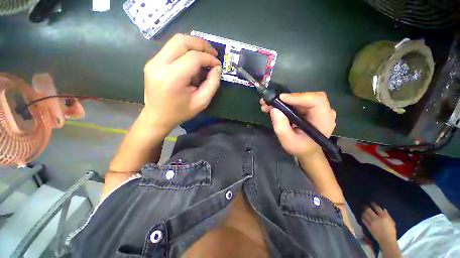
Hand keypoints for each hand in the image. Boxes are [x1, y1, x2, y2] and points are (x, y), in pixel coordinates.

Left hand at [143, 34, 221, 130]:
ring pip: (175, 41)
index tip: (217, 64)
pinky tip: (193, 60)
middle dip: (201, 44)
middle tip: (213, 53)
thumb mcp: (202, 102)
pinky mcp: (152, 62)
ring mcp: (153, 62)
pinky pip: (171, 48)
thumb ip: (212, 84)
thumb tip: (217, 67)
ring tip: (205, 54)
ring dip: (193, 44)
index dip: (208, 58)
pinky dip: (185, 50)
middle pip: (182, 41)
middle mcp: (159, 65)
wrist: (158, 117)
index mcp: (172, 78)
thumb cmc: (181, 112)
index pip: (193, 58)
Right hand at [260, 92, 335, 156]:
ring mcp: (316, 110)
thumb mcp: (288, 141)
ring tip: (267, 106)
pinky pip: (296, 103)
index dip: (298, 96)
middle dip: (285, 99)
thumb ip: (281, 126)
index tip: (280, 99)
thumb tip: (274, 109)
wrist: (307, 152)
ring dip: (282, 101)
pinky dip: (284, 104)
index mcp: (323, 120)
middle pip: (305, 97)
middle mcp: (323, 111)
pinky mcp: (308, 110)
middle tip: (268, 102)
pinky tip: (273, 108)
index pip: (316, 100)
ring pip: (298, 99)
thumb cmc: (300, 148)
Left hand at [362, 203, 396, 245]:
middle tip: (364, 205)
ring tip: (363, 210)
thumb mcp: (392, 222)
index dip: (373, 204)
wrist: (387, 240)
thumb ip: (388, 216)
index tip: (371, 202)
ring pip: (365, 214)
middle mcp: (376, 218)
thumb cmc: (391, 231)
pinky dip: (363, 218)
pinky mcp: (368, 226)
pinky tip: (363, 217)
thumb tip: (384, 210)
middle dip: (366, 207)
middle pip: (369, 210)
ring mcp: (371, 222)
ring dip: (364, 212)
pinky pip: (364, 220)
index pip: (377, 208)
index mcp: (383, 216)